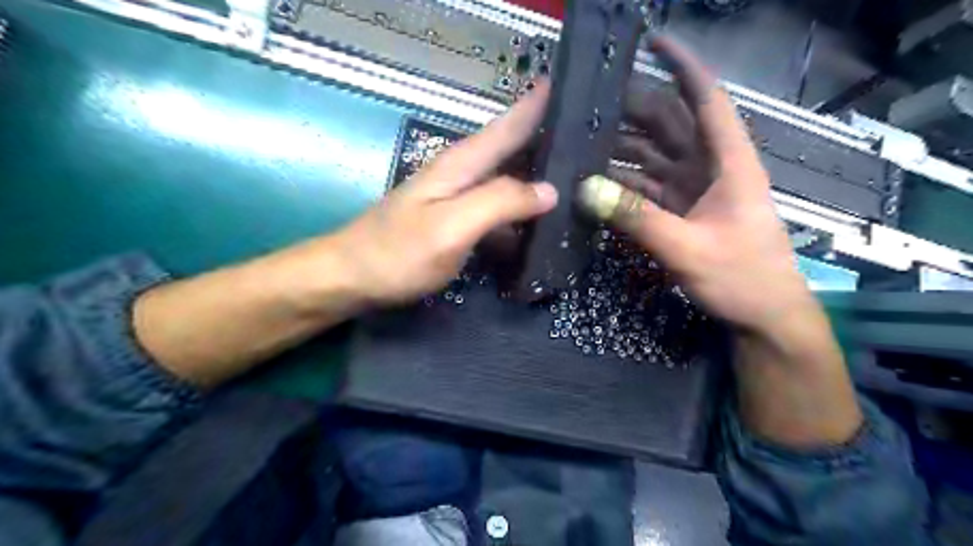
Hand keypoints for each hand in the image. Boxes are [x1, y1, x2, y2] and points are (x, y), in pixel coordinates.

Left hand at [328, 83, 553, 303]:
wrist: (351, 278)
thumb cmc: (399, 252)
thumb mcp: (452, 226)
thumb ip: (499, 203)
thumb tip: (549, 190)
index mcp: (461, 165)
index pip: (506, 126)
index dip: (535, 105)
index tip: (564, 87)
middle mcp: (460, 175)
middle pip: (508, 149)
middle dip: (543, 139)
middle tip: (582, 140)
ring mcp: (454, 200)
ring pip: (504, 181)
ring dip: (533, 179)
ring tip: (571, 184)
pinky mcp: (452, 223)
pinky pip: (494, 211)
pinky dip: (516, 215)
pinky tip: (534, 229)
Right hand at [576, 39, 857, 446]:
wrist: (763, 317)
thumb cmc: (742, 278)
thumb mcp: (688, 248)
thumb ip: (636, 218)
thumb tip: (585, 189)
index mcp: (729, 163)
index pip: (706, 101)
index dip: (683, 67)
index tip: (653, 41)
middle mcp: (711, 168)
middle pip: (671, 125)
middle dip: (634, 109)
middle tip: (590, 103)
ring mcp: (693, 190)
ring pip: (654, 155)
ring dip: (622, 148)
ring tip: (583, 140)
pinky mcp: (680, 211)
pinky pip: (646, 186)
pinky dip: (622, 182)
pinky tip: (595, 180)